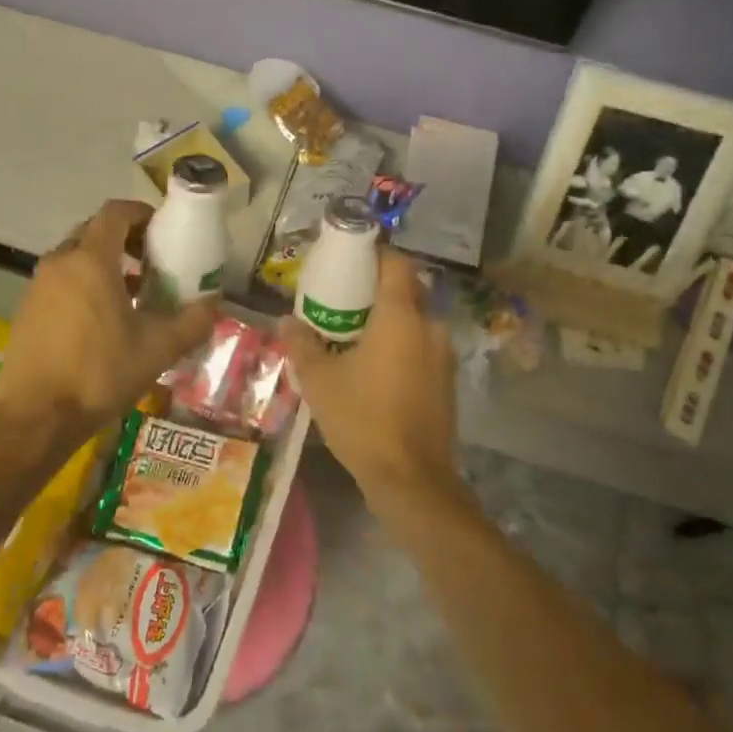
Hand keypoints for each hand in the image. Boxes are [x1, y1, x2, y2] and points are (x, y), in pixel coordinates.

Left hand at [0, 200, 217, 440]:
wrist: (36, 418)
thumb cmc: (100, 374)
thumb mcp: (158, 349)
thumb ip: (193, 321)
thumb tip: (215, 304)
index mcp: (92, 260)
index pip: (115, 213)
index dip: (141, 214)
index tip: (162, 232)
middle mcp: (60, 263)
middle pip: (94, 232)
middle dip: (124, 239)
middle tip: (151, 262)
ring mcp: (38, 286)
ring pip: (75, 257)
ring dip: (104, 264)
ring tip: (131, 293)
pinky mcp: (26, 310)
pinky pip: (60, 281)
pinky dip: (83, 285)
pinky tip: (101, 321)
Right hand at [280, 249, 462, 515]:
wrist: (411, 478)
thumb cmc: (363, 419)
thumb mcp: (319, 381)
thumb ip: (301, 344)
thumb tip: (285, 321)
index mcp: (401, 315)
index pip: (396, 262)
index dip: (374, 253)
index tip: (348, 258)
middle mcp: (430, 325)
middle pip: (407, 289)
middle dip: (377, 288)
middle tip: (344, 298)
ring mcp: (444, 354)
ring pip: (416, 320)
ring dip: (390, 319)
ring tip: (356, 334)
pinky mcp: (448, 380)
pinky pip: (423, 345)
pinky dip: (402, 344)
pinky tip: (377, 367)